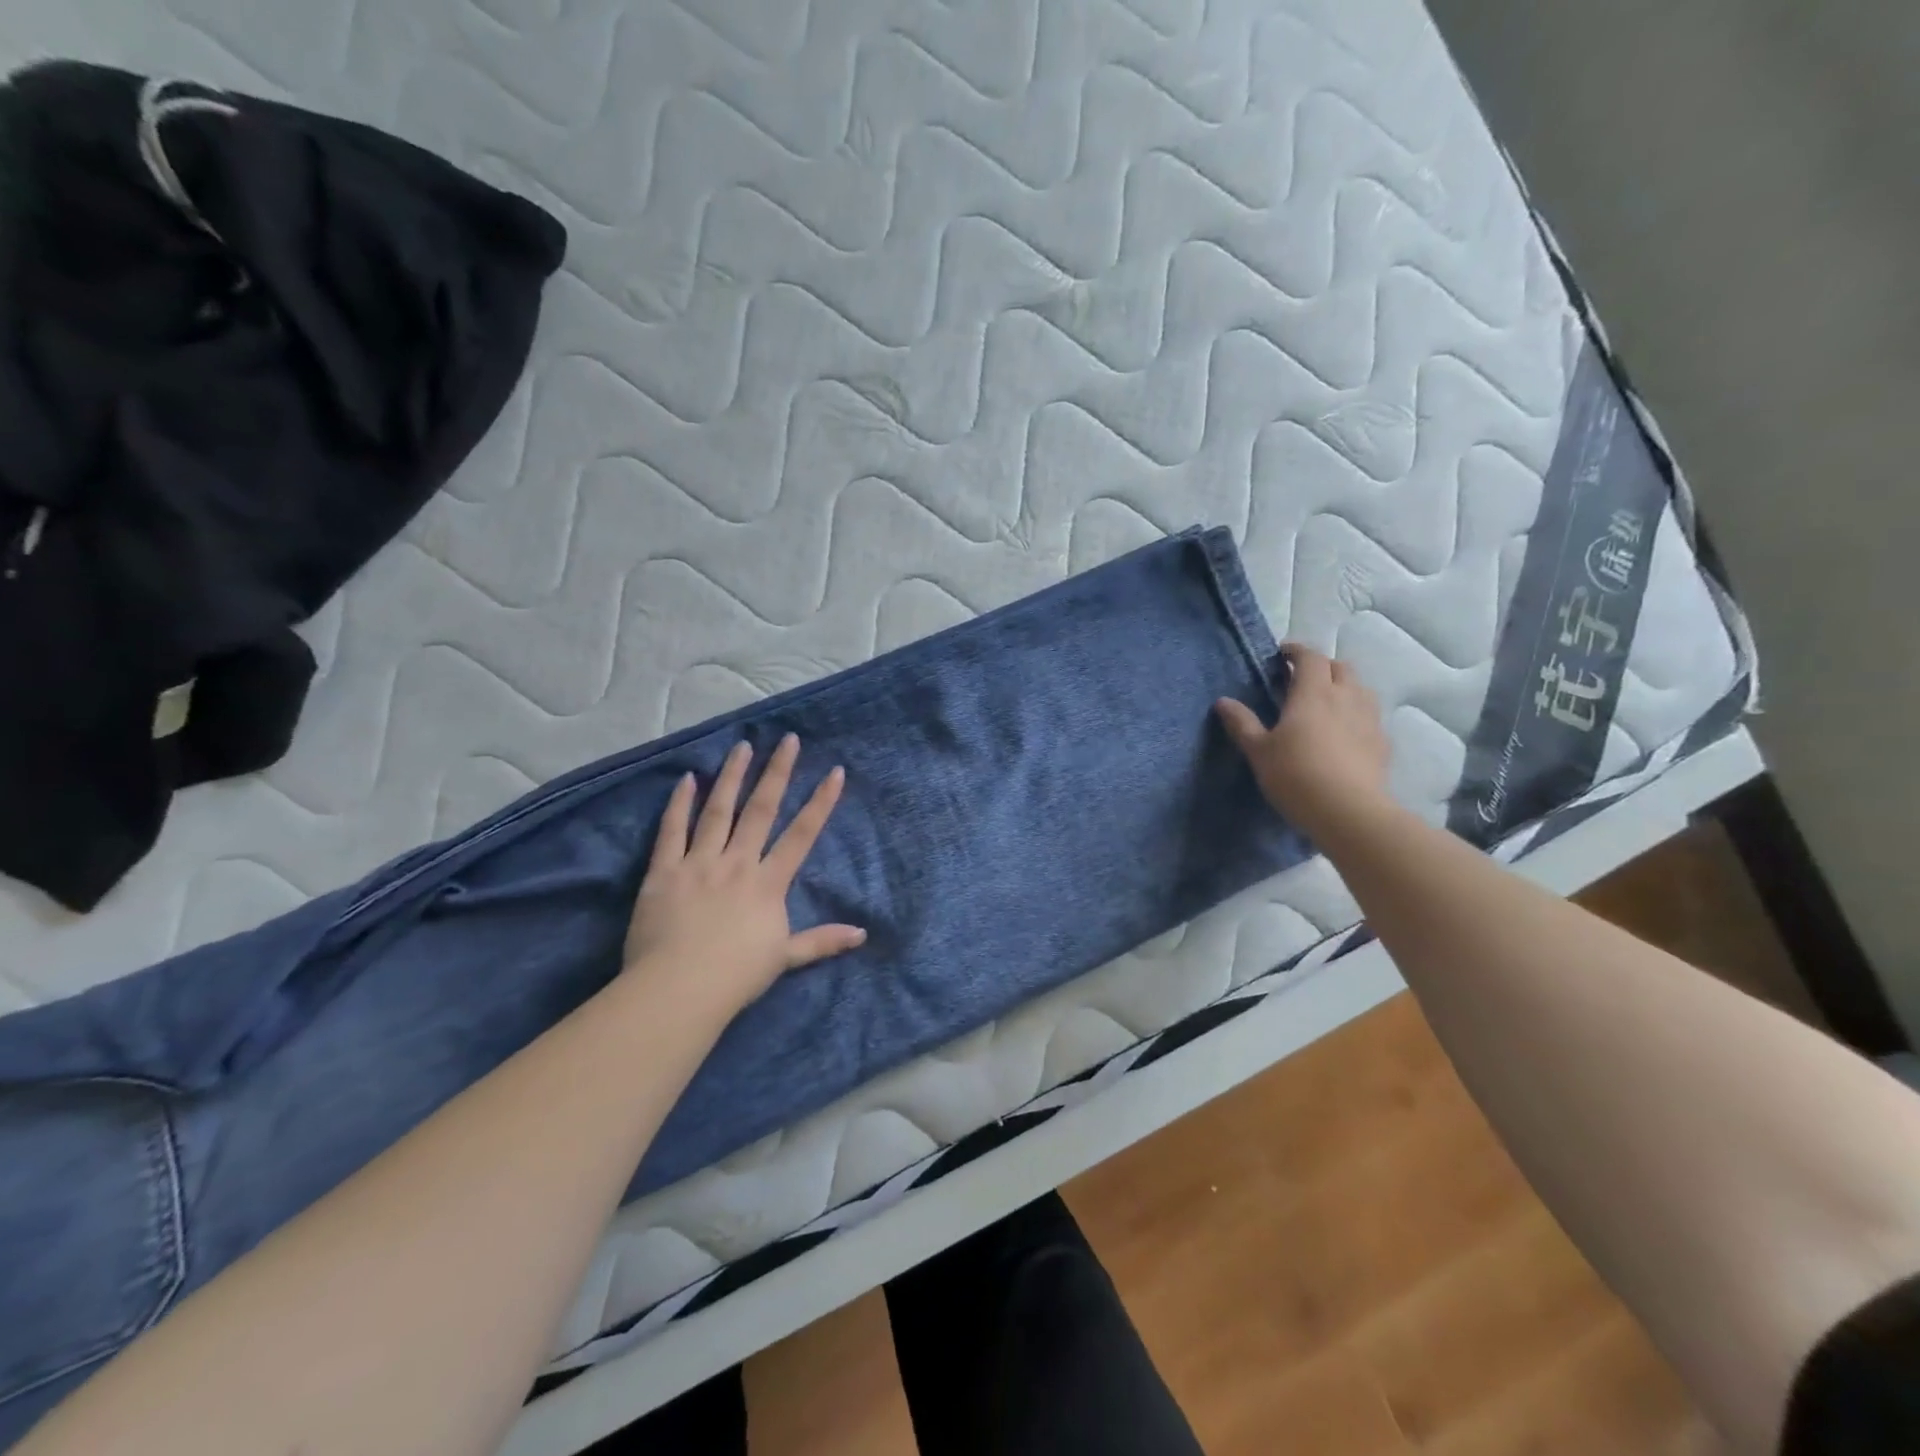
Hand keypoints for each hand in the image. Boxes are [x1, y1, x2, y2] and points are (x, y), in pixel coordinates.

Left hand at [623, 734, 864, 1019]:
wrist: (678, 990)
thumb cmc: (736, 977)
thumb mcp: (785, 958)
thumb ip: (822, 941)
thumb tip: (862, 934)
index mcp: (768, 883)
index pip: (801, 835)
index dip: (820, 802)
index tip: (834, 772)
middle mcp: (737, 863)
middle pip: (761, 810)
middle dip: (777, 772)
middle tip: (788, 740)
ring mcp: (699, 863)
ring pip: (718, 810)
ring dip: (732, 776)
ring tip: (742, 746)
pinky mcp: (664, 872)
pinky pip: (672, 831)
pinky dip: (679, 804)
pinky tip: (688, 779)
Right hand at [1216, 644, 1392, 842]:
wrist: (1349, 812)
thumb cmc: (1296, 775)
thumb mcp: (1259, 751)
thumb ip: (1242, 723)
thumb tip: (1223, 702)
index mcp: (1313, 693)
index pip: (1310, 657)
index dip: (1296, 651)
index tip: (1282, 654)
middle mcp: (1346, 697)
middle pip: (1340, 667)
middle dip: (1321, 666)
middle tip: (1302, 679)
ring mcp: (1369, 719)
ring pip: (1360, 689)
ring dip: (1343, 687)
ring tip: (1326, 703)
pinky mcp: (1382, 742)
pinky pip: (1369, 716)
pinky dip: (1356, 714)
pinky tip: (1345, 733)